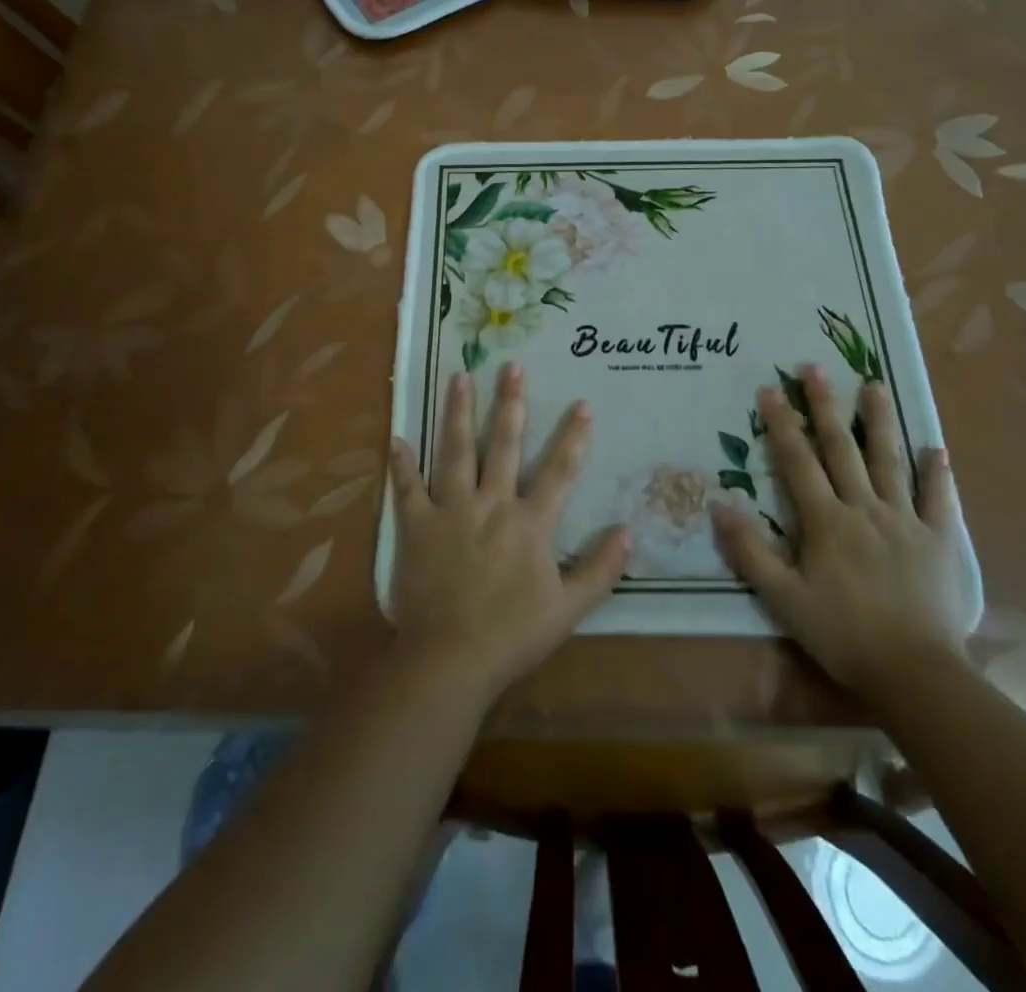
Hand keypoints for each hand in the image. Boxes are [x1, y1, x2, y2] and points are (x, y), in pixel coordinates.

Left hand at [386, 363, 629, 699]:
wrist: (451, 659)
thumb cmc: (513, 634)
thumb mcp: (570, 608)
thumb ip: (601, 568)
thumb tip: (629, 530)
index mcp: (530, 522)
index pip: (559, 470)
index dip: (573, 436)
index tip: (582, 404)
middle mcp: (491, 503)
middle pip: (503, 444)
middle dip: (511, 403)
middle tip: (512, 366)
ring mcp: (451, 510)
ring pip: (455, 451)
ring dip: (459, 412)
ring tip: (460, 377)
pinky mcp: (417, 525)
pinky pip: (407, 488)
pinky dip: (401, 464)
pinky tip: (396, 437)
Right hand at [712, 367, 972, 698]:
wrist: (915, 672)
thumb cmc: (842, 634)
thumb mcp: (783, 599)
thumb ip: (750, 552)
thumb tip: (718, 506)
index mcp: (826, 521)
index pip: (798, 462)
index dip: (782, 424)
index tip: (770, 389)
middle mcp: (865, 508)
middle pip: (842, 449)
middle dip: (825, 407)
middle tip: (815, 368)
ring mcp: (906, 521)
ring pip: (890, 461)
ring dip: (880, 421)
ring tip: (874, 385)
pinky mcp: (940, 540)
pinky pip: (939, 499)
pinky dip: (937, 473)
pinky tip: (935, 448)